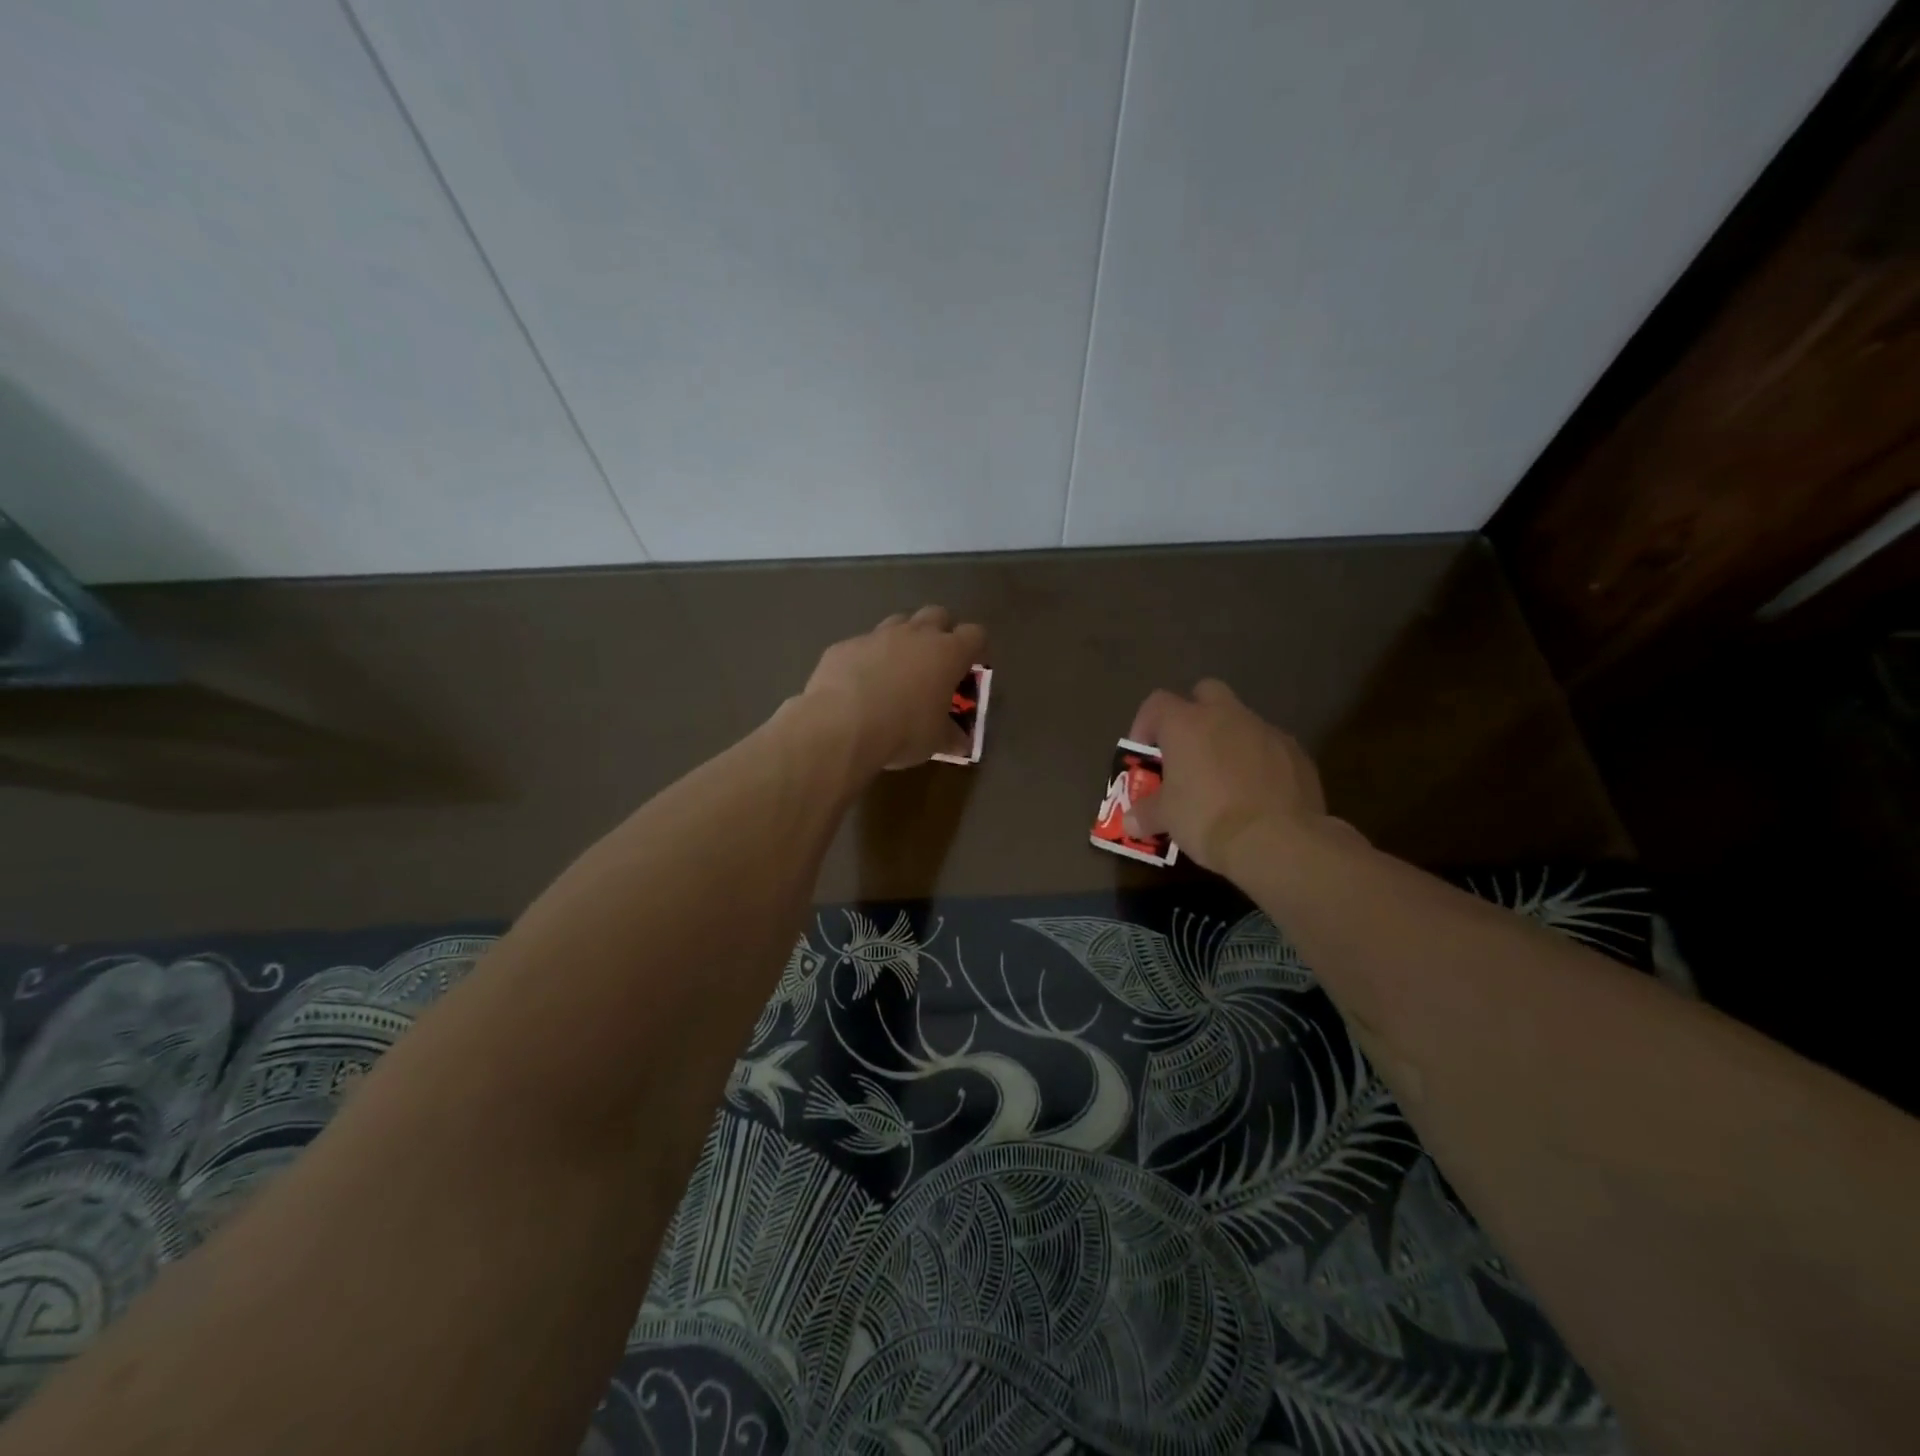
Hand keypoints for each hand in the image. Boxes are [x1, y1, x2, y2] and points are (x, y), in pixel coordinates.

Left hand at [802, 606, 986, 770]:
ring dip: (903, 640)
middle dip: (940, 632)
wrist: (841, 724)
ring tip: (897, 670)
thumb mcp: (935, 741)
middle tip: (935, 662)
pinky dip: (867, 659)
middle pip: (937, 614)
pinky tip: (859, 685)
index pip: (975, 634)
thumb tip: (960, 743)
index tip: (971, 667)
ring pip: (898, 623)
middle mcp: (915, 634)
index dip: (976, 648)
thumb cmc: (903, 730)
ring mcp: (877, 636)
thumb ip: (951, 736)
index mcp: (947, 653)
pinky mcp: (845, 645)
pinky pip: (862, 645)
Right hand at [1124, 679, 1328, 869]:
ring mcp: (1266, 731)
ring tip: (1223, 778)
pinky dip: (1259, 762)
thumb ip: (1146, 813)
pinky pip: (1270, 748)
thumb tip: (1131, 821)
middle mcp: (1226, 716)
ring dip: (1229, 740)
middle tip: (1186, 750)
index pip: (1156, 704)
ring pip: (1241, 721)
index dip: (1145, 725)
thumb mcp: (1166, 818)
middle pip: (1206, 692)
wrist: (1276, 840)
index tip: (1145, 755)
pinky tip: (1256, 794)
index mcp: (1186, 724)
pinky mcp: (1296, 753)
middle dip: (1194, 714)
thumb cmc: (1206, 818)